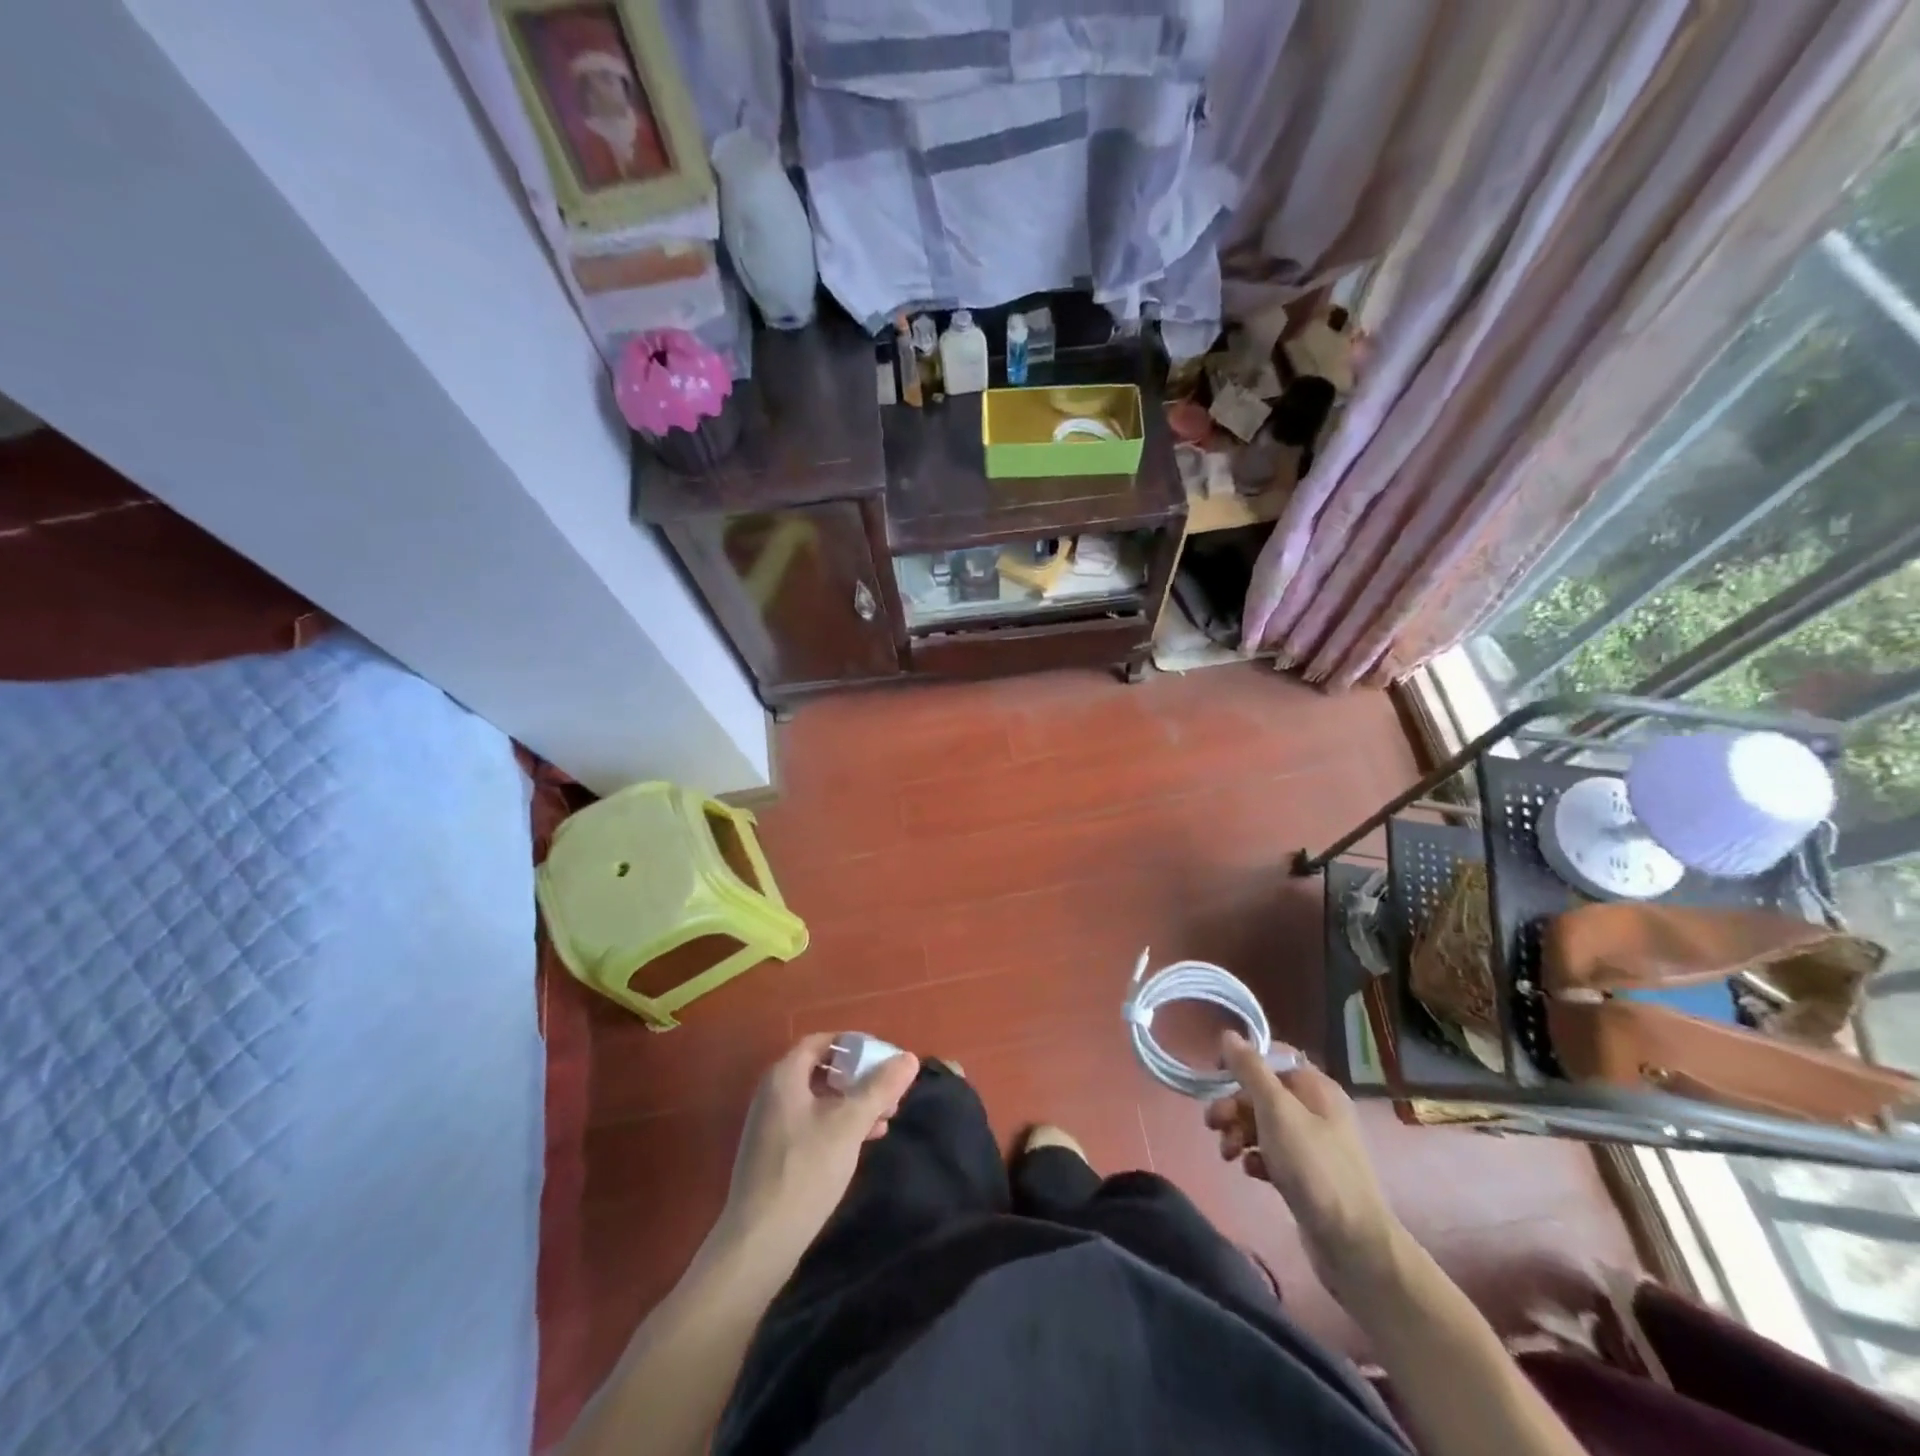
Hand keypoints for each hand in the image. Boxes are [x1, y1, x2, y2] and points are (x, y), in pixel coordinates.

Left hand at [713, 1033, 919, 1265]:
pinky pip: (813, 1123)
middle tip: (891, 1092)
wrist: (759, 1241)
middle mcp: (774, 1093)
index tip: (884, 1058)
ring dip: (854, 1103)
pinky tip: (864, 1141)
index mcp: (785, 1076)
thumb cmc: (805, 1171)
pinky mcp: (775, 1153)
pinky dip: (839, 1124)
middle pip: (823, 1070)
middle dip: (860, 1077)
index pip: (823, 1042)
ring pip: (821, 1099)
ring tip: (886, 1118)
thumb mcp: (849, 1124)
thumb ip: (879, 1088)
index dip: (855, 1045)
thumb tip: (909, 1057)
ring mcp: (772, 1124)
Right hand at [1207, 1032, 1405, 1302]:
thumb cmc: (1313, 1167)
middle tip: (1212, 1124)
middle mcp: (1317, 1111)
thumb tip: (1228, 1034)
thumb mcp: (1276, 1110)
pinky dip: (1256, 1158)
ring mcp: (1313, 1145)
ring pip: (1264, 1124)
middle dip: (1234, 1105)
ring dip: (1239, 1132)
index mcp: (1316, 1088)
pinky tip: (1250, 1171)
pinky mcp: (1306, 1176)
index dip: (1243, 1061)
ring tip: (1227, 1154)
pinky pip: (1272, 1154)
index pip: (1274, 1058)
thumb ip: (1250, 1070)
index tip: (1216, 1075)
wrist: (1352, 1244)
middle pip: (1264, 1093)